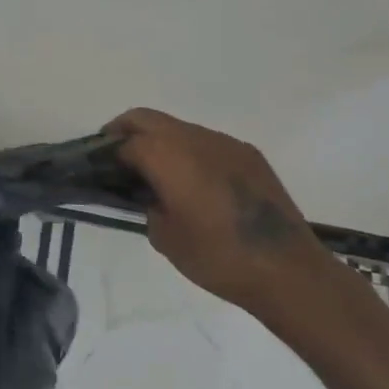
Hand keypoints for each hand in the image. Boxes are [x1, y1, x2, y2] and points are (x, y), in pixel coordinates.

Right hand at [107, 108, 330, 322]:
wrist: (287, 270)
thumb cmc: (217, 257)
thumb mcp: (165, 238)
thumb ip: (147, 206)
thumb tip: (150, 195)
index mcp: (167, 156)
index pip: (125, 142)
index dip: (108, 154)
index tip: (100, 170)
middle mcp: (193, 138)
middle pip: (147, 119)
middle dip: (126, 132)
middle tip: (117, 158)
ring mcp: (224, 143)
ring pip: (178, 128)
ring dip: (161, 141)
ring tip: (160, 175)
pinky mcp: (249, 154)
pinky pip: (207, 143)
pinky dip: (190, 152)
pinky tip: (197, 185)